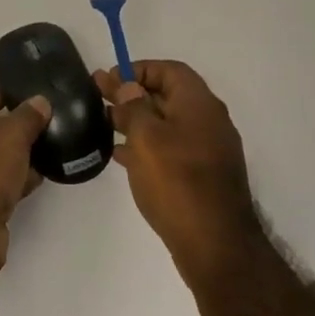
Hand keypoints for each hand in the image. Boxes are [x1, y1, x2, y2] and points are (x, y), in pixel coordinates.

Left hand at [0, 87, 49, 275]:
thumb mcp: (10, 134)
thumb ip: (28, 116)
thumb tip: (40, 102)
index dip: (0, 96)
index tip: (27, 99)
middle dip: (10, 129)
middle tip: (41, 126)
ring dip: (13, 157)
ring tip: (46, 151)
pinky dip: (10, 181)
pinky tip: (36, 179)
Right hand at [94, 61, 259, 284]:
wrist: (216, 246)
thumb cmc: (177, 182)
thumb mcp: (147, 138)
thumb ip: (135, 107)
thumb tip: (129, 87)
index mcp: (199, 104)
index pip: (169, 70)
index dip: (138, 69)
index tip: (110, 79)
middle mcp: (208, 121)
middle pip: (167, 96)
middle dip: (132, 94)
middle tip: (98, 96)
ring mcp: (208, 150)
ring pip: (167, 124)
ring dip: (136, 120)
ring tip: (103, 123)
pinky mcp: (202, 176)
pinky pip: (171, 149)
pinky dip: (147, 145)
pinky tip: (122, 156)